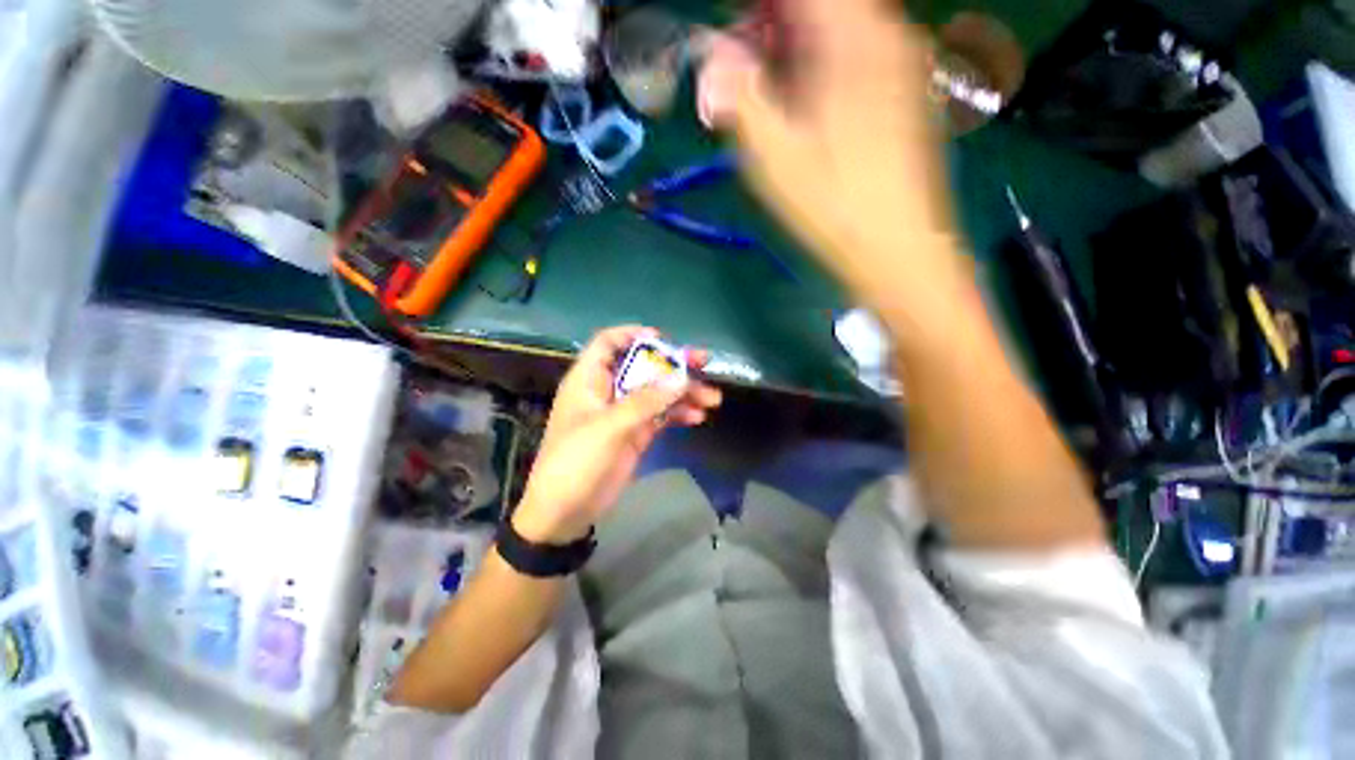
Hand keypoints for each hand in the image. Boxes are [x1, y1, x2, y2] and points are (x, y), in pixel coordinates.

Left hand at [512, 326, 722, 543]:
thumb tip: (681, 377)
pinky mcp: (636, 433)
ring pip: (657, 392)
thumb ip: (645, 402)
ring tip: (712, 399)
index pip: (608, 343)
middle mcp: (608, 391)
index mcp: (589, 380)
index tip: (663, 340)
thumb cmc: (576, 462)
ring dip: (684, 392)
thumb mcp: (609, 428)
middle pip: (642, 366)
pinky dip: (679, 413)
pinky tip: (697, 417)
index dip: (633, 334)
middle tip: (704, 363)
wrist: (565, 513)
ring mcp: (624, 413)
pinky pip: (661, 415)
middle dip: (672, 365)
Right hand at [699, 0, 960, 298]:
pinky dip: (823, 64)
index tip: (731, 35)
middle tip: (740, 68)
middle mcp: (888, 34)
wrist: (900, 250)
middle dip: (772, 26)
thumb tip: (710, 58)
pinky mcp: (907, 91)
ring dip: (796, 47)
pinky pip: (859, 52)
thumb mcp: (774, 157)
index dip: (757, 10)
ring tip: (767, 91)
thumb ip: (739, 96)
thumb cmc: (835, 208)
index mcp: (854, 38)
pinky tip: (805, 105)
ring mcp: (904, 62)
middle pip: (822, 5)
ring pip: (841, 26)